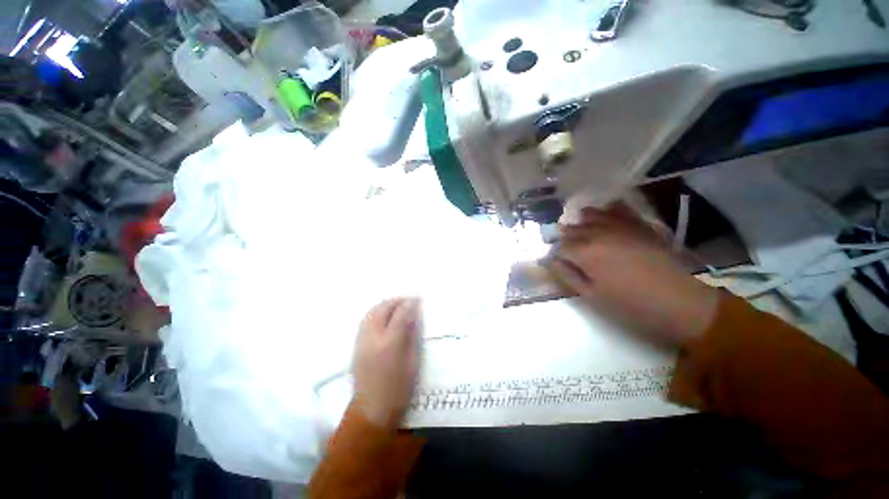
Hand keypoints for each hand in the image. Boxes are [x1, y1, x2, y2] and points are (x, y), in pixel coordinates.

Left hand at [352, 298, 421, 428]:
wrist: (371, 410)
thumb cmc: (399, 388)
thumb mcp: (412, 361)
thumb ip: (412, 334)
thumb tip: (415, 313)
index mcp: (390, 344)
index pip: (400, 314)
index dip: (410, 303)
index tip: (418, 298)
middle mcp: (372, 338)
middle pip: (382, 308)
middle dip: (396, 300)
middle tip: (409, 300)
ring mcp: (361, 341)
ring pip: (372, 312)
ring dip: (386, 304)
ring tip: (398, 305)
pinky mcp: (355, 345)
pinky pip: (366, 320)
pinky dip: (377, 312)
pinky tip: (385, 316)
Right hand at [548, 203, 718, 345]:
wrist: (678, 301)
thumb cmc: (630, 304)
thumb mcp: (591, 296)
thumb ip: (567, 276)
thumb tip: (551, 262)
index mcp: (584, 253)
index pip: (560, 247)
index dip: (558, 256)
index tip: (561, 264)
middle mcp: (598, 233)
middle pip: (572, 229)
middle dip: (566, 239)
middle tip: (572, 254)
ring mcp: (619, 225)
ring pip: (590, 214)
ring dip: (582, 223)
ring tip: (585, 234)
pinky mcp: (638, 224)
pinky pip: (617, 208)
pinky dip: (607, 211)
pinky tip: (606, 218)